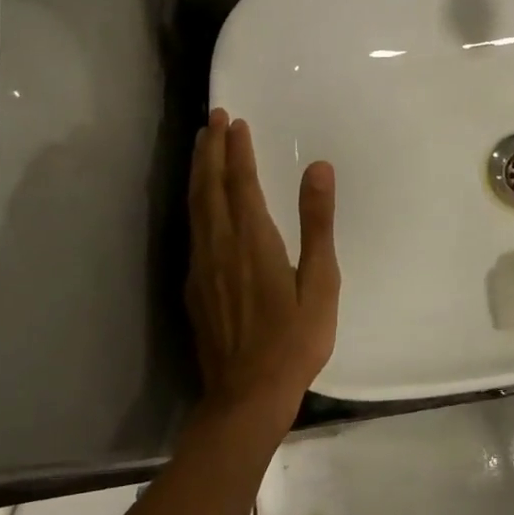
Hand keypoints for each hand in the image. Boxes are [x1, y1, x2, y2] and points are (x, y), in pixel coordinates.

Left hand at [186, 109, 339, 426]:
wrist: (247, 396)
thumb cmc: (295, 340)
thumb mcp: (321, 282)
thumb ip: (317, 223)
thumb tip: (318, 168)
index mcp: (253, 242)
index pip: (240, 184)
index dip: (237, 150)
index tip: (234, 121)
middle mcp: (220, 247)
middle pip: (210, 188)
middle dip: (211, 150)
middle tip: (213, 118)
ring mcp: (202, 268)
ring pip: (195, 207)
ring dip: (199, 172)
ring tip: (202, 146)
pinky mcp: (195, 287)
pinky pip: (192, 230)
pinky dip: (196, 202)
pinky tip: (200, 202)